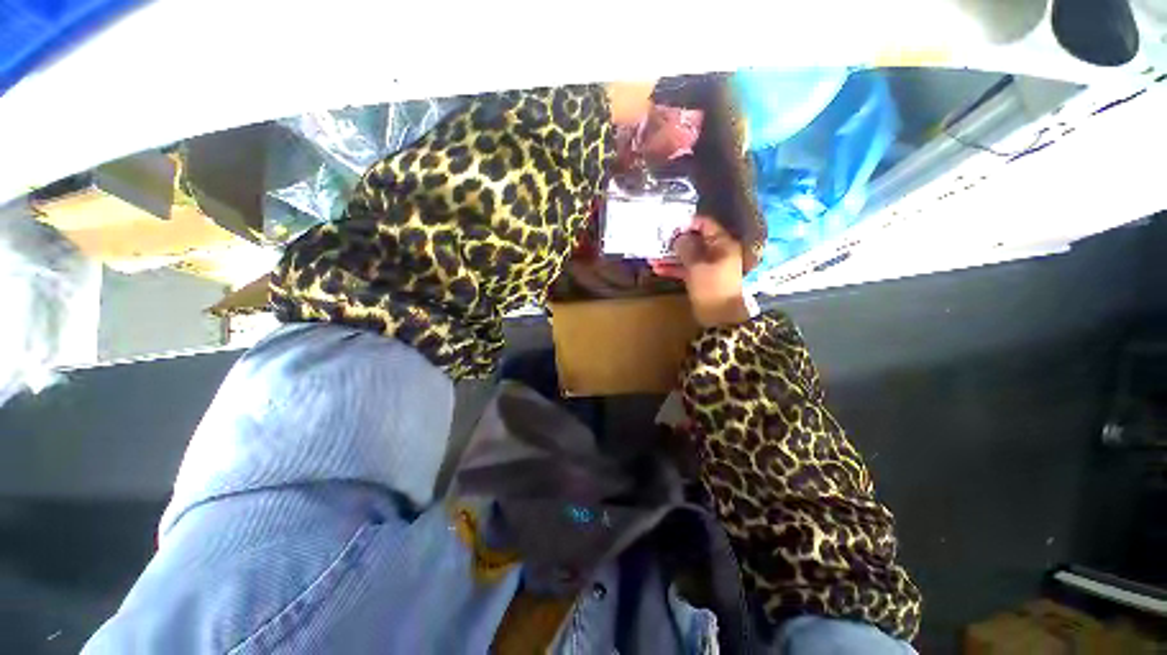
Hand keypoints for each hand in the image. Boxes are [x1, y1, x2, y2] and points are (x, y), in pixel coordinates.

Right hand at [650, 216, 750, 327]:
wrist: (720, 317)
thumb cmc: (712, 288)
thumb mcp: (697, 266)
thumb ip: (687, 249)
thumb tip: (679, 237)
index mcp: (722, 244)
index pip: (705, 225)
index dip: (687, 223)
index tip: (669, 224)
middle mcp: (716, 252)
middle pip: (694, 240)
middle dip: (675, 241)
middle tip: (657, 239)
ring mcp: (707, 266)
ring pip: (687, 255)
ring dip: (670, 256)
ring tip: (652, 256)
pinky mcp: (699, 278)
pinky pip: (685, 268)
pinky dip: (673, 268)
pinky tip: (657, 269)